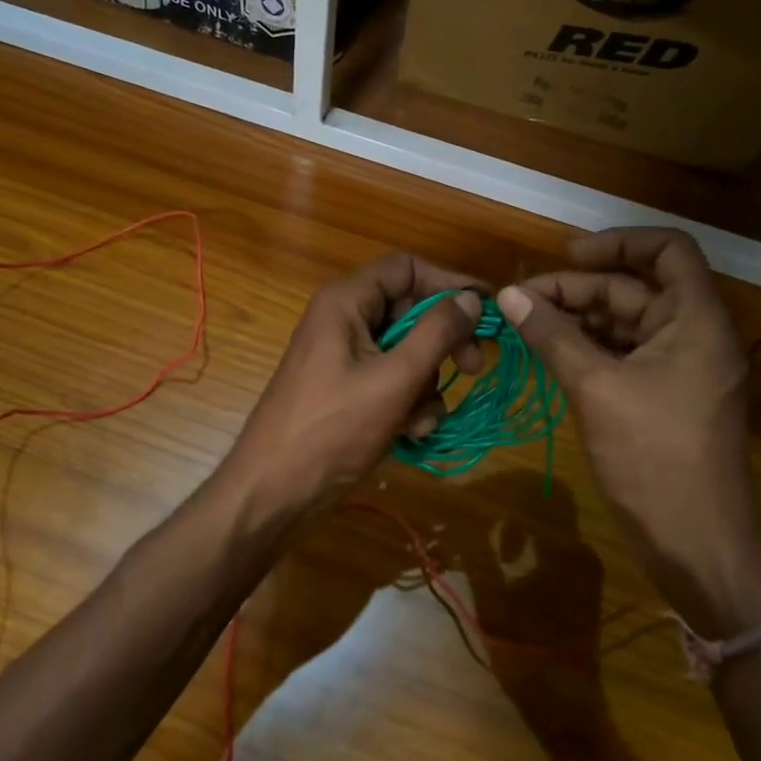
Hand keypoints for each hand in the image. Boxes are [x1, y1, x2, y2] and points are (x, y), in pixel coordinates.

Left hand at [227, 253, 484, 517]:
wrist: (274, 492)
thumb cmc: (332, 429)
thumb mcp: (394, 379)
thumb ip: (437, 333)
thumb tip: (471, 299)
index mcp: (346, 301)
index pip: (406, 268)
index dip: (448, 282)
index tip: (486, 310)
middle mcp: (344, 318)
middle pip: (409, 309)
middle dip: (443, 341)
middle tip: (473, 368)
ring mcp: (344, 355)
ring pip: (405, 349)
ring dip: (426, 382)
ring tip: (422, 417)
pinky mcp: (347, 387)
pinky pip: (391, 378)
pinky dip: (408, 401)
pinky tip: (410, 431)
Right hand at [497, 228, 760, 636]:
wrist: (699, 548)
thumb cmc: (654, 460)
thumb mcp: (596, 389)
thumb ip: (553, 336)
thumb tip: (509, 295)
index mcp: (696, 320)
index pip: (668, 249)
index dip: (618, 242)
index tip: (567, 255)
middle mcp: (692, 334)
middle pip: (633, 288)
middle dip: (577, 290)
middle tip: (520, 302)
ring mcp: (679, 368)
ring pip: (623, 323)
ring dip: (576, 320)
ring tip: (525, 326)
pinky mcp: (663, 396)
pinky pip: (622, 355)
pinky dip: (586, 350)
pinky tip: (548, 355)